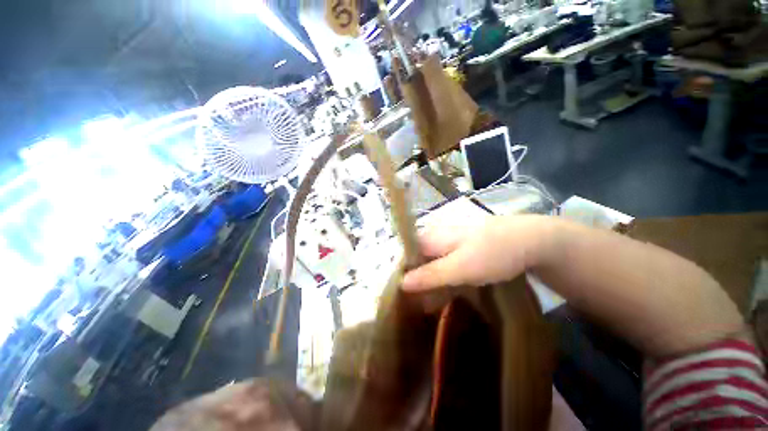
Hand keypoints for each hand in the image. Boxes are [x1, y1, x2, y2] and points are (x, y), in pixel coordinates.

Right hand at [403, 216, 554, 291]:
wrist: (530, 241)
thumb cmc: (492, 252)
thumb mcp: (460, 267)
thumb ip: (430, 275)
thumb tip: (401, 282)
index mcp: (431, 237)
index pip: (405, 255)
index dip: (400, 273)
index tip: (400, 296)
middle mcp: (437, 239)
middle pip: (417, 261)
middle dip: (415, 283)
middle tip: (414, 306)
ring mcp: (450, 246)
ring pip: (431, 266)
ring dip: (429, 285)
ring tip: (427, 307)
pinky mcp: (463, 253)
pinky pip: (445, 268)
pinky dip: (443, 282)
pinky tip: (444, 296)